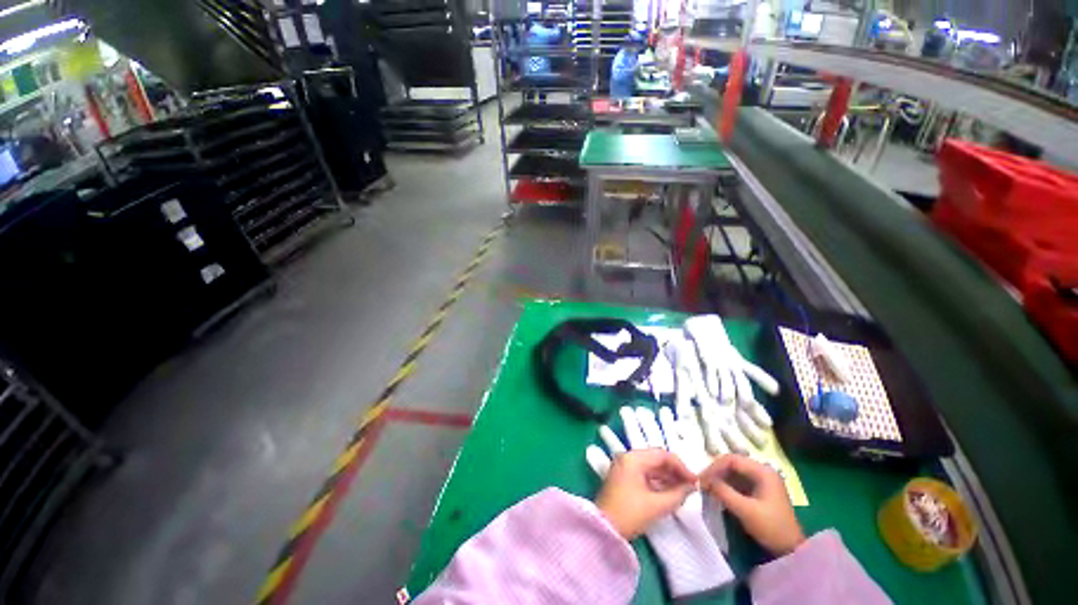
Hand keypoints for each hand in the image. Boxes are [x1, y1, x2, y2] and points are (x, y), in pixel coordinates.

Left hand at [595, 449, 696, 539]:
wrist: (604, 529)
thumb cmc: (629, 514)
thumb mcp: (657, 505)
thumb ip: (677, 494)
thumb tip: (691, 487)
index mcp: (633, 458)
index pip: (662, 454)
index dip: (681, 467)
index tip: (695, 481)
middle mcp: (627, 458)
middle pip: (656, 458)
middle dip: (674, 471)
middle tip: (691, 486)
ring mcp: (624, 467)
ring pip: (651, 466)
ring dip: (667, 477)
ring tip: (683, 490)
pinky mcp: (623, 477)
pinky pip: (644, 474)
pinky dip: (657, 481)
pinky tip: (669, 492)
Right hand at [699, 454, 804, 556]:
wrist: (791, 550)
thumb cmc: (771, 528)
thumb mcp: (745, 510)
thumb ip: (724, 492)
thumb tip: (705, 480)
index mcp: (763, 471)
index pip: (732, 459)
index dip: (715, 466)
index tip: (702, 478)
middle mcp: (763, 471)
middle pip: (733, 463)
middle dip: (716, 471)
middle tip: (703, 482)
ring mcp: (762, 481)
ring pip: (734, 471)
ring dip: (720, 478)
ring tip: (708, 487)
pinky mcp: (760, 490)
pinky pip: (739, 481)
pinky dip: (727, 485)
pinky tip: (719, 493)